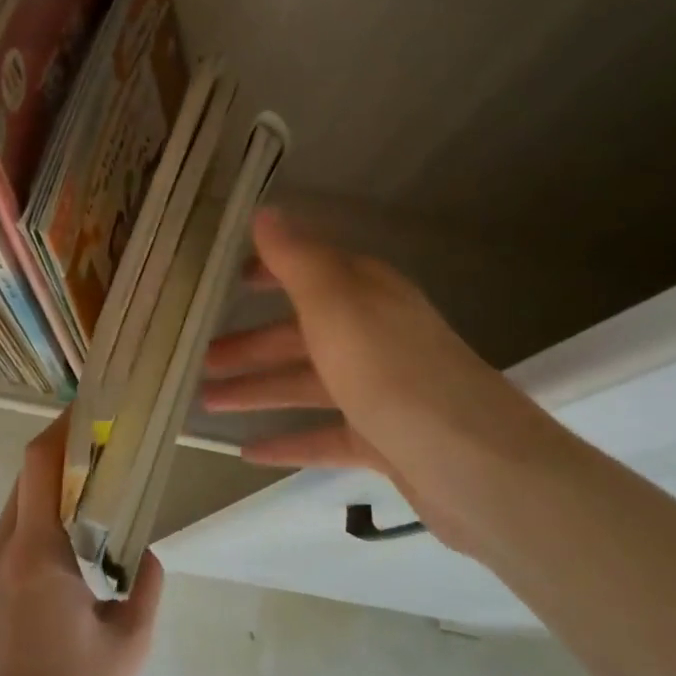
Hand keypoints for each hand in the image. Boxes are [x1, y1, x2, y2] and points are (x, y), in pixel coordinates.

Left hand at [0, 414, 163, 675]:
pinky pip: (4, 545)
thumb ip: (146, 585)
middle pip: (25, 482)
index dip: (58, 428)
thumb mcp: (130, 644)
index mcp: (36, 555)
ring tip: (86, 512)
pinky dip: (32, 532)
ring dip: (46, 499)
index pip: (38, 464)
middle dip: (59, 462)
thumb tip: (144, 553)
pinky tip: (60, 565)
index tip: (85, 410)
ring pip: (13, 514)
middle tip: (99, 459)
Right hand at [199, 209, 570, 552]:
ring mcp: (381, 389)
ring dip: (258, 390)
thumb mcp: (335, 305)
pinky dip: (289, 441)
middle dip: (250, 344)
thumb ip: (296, 259)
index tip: (226, 279)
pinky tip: (249, 453)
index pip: (308, 270)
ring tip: (205, 402)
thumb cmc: (391, 371)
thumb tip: (265, 211)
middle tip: (200, 356)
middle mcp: (374, 334)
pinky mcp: (385, 438)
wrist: (474, 463)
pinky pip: (325, 434)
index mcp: (365, 294)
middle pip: (300, 334)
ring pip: (307, 384)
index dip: (267, 271)